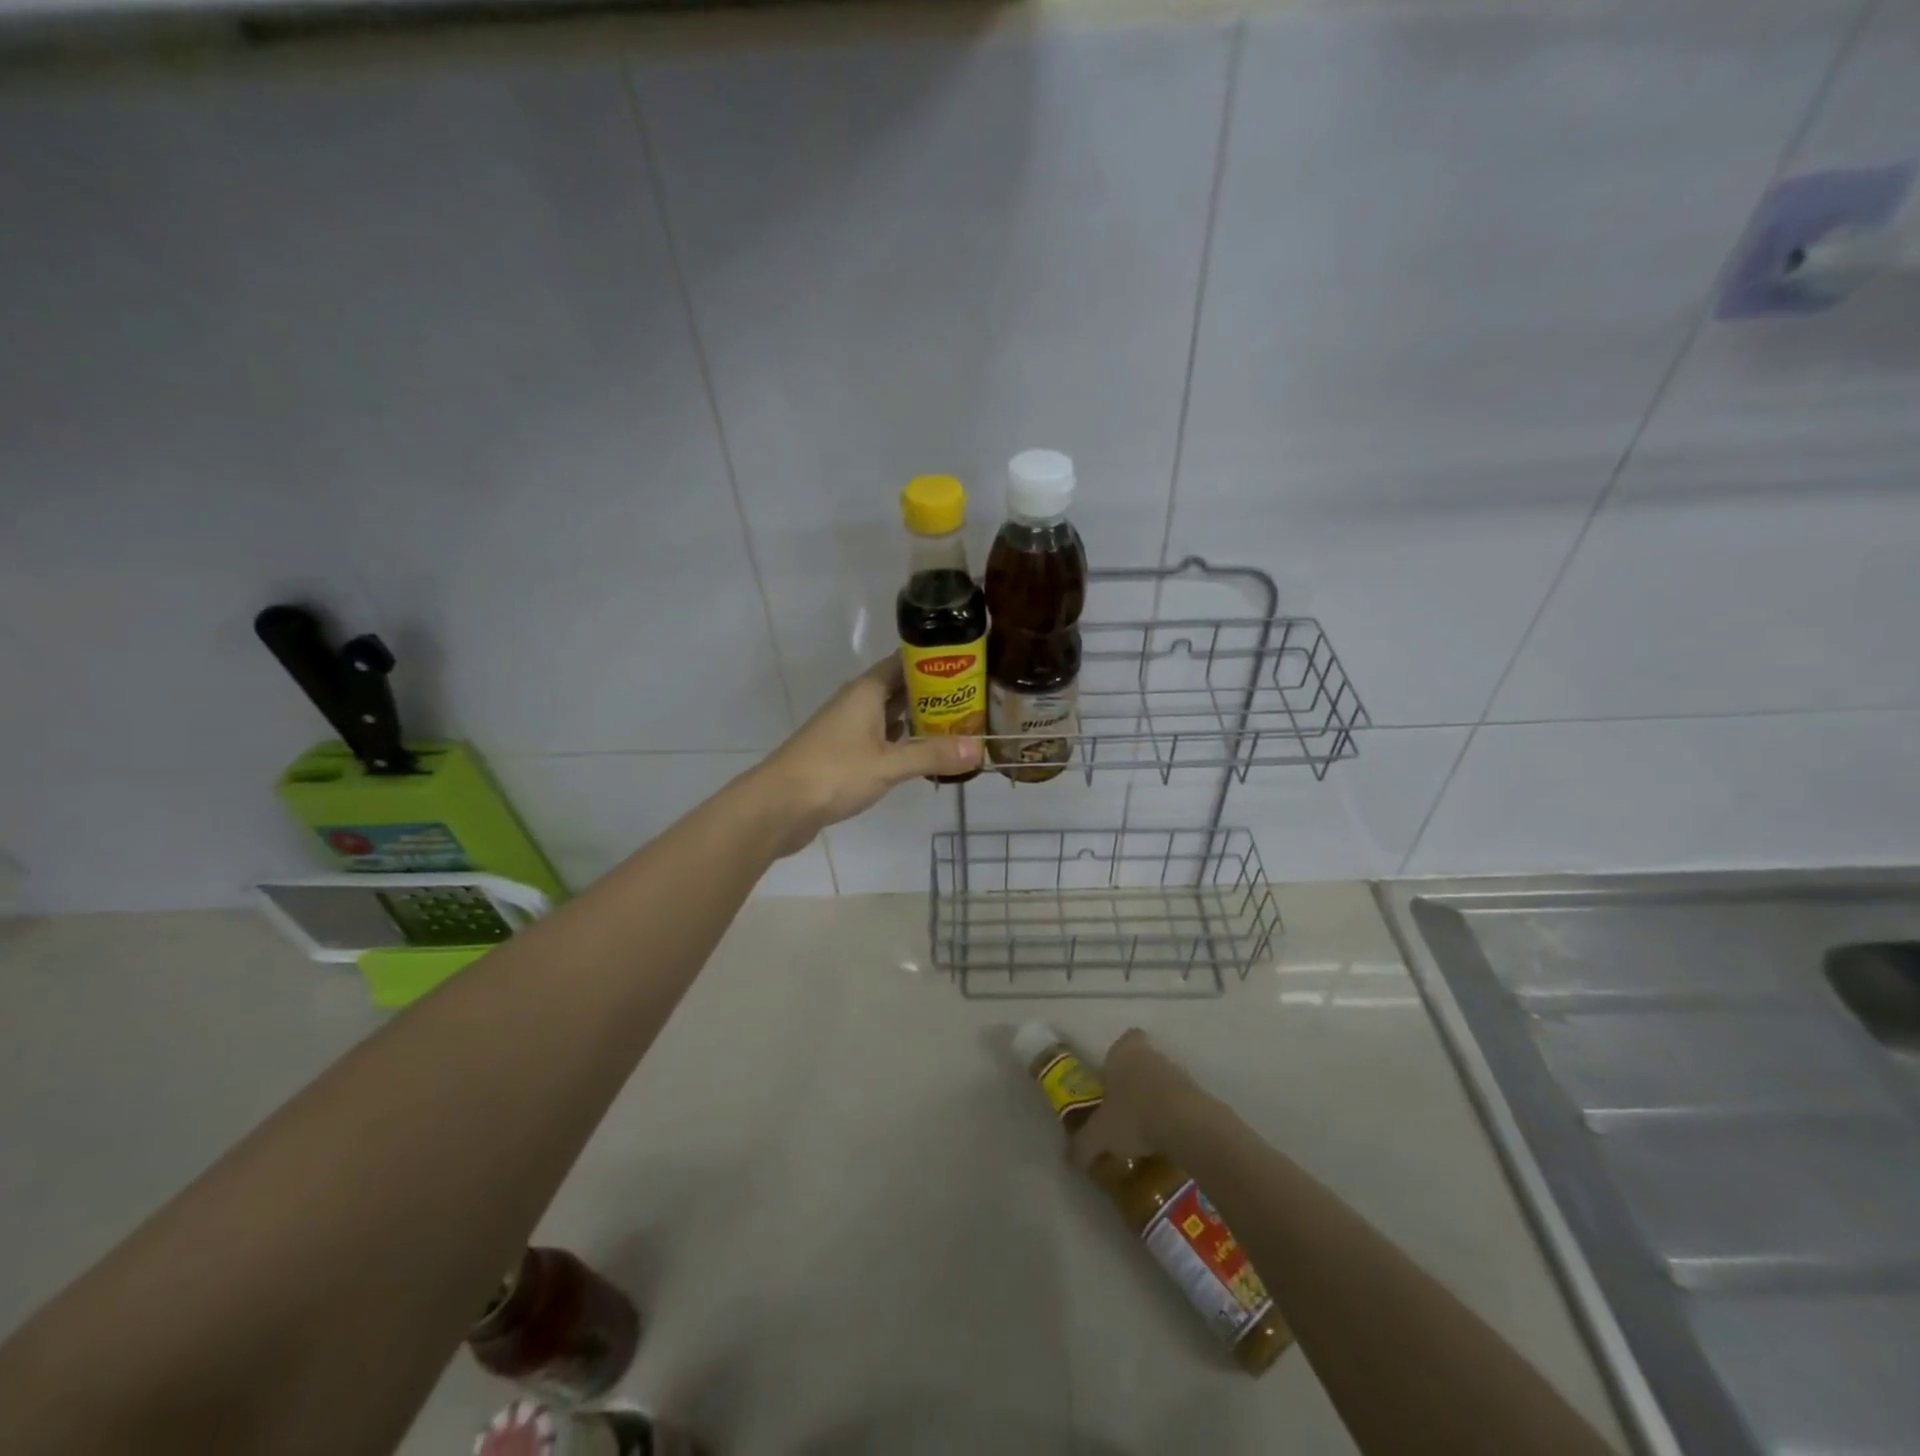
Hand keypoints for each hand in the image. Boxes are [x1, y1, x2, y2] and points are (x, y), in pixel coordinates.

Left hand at [749, 656, 982, 857]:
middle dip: (933, 695)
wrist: (778, 806)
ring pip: (889, 715)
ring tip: (956, 726)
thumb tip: (980, 749)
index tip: (968, 667)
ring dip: (917, 720)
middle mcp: (856, 703)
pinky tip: (920, 754)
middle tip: (973, 701)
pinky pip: (879, 738)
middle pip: (900, 689)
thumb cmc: (833, 774)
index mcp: (866, 692)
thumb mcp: (888, 764)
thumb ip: (932, 755)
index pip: (904, 663)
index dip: (935, 662)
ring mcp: (847, 728)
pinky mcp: (842, 753)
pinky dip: (900, 742)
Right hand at [1068, 1029, 1201, 1172]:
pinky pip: (1178, 1100)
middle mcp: (1150, 1053)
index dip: (1116, 1059)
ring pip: (1160, 1081)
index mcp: (1123, 1051)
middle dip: (1133, 1082)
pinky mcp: (1197, 1093)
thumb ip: (1082, 1144)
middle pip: (1141, 1062)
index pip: (1122, 1042)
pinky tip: (1165, 1139)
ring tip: (1144, 1131)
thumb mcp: (1099, 1134)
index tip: (1111, 1081)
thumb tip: (1069, 1157)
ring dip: (1154, 1100)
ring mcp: (1177, 1071)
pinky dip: (1172, 1115)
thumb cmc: (1134, 1116)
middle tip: (1123, 1110)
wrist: (1187, 1126)